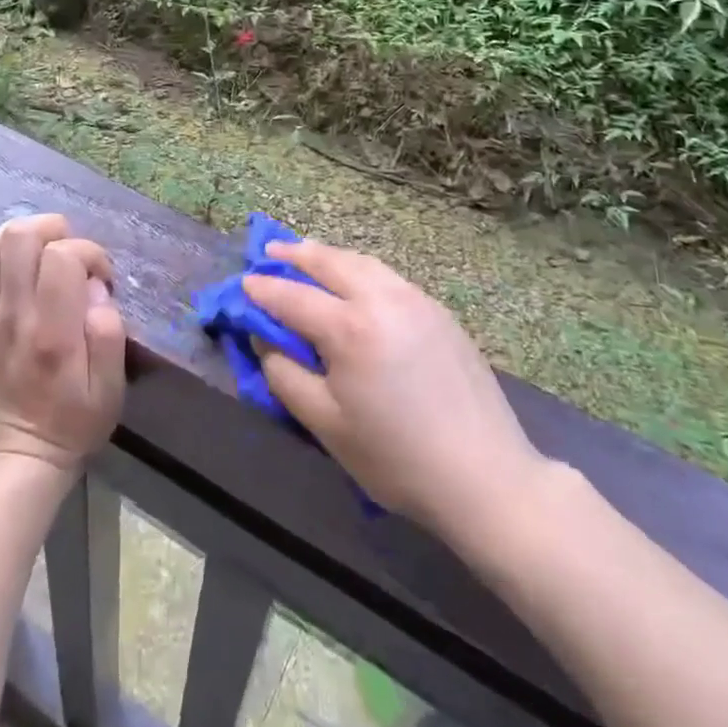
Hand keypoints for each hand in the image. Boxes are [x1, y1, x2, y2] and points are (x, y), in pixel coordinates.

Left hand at [0, 215, 126, 472]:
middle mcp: (14, 316)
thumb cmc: (74, 421)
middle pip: (21, 238)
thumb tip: (96, 289)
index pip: (63, 256)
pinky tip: (15, 261)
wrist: (19, 455)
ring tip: (44, 250)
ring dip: (23, 236)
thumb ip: (109, 333)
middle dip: (54, 230)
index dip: (89, 252)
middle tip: (72, 253)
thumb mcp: (111, 388)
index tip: (102, 276)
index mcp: (53, 333)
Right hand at [244, 241, 548, 539]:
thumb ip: (285, 375)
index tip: (243, 284)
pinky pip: (387, 276)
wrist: (485, 476)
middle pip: (329, 262)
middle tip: (269, 250)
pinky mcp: (439, 311)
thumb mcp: (326, 424)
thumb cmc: (396, 458)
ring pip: (362, 262)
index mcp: (350, 327)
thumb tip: (266, 339)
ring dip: (329, 256)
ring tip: (308, 255)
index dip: (263, 291)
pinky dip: (360, 269)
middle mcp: (382, 299)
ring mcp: (415, 299)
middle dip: (295, 254)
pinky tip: (354, 281)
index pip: (293, 297)